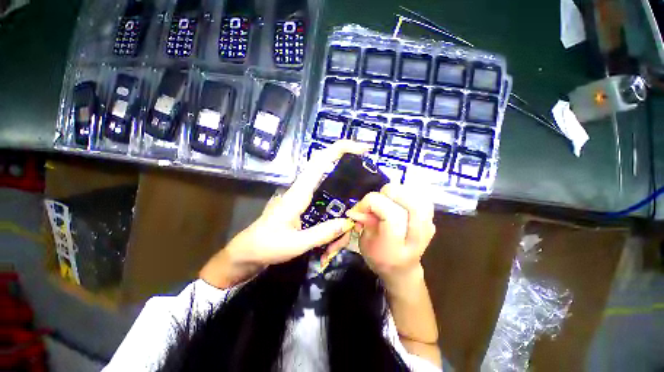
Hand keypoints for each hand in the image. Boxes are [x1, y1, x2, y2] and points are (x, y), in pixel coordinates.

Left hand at [200, 140, 369, 287]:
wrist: (247, 253)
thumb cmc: (266, 246)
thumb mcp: (295, 244)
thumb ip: (322, 233)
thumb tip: (348, 222)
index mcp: (299, 192)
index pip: (320, 161)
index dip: (340, 149)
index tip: (362, 149)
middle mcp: (303, 190)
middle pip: (330, 173)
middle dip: (348, 179)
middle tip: (361, 199)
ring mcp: (304, 197)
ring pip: (330, 192)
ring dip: (341, 212)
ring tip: (337, 243)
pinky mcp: (305, 206)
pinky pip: (326, 204)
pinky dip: (335, 217)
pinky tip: (336, 235)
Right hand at [345, 183, 435, 285]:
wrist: (403, 269)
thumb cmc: (379, 258)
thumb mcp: (365, 243)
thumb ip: (364, 222)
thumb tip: (359, 208)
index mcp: (395, 247)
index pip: (390, 214)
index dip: (371, 203)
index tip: (361, 208)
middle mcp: (416, 237)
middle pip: (409, 202)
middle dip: (387, 193)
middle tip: (377, 201)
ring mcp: (428, 228)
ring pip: (418, 197)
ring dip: (399, 192)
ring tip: (387, 199)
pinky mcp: (431, 221)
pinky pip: (422, 199)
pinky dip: (409, 194)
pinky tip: (398, 200)